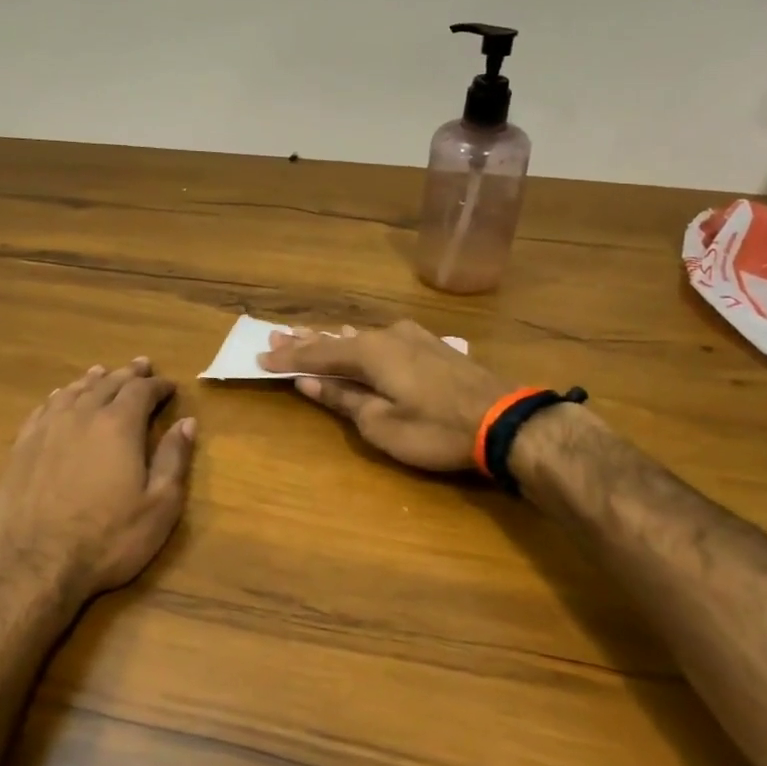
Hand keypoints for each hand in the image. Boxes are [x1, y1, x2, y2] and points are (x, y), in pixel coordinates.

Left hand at [0, 359, 195, 610]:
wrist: (32, 565)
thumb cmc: (106, 539)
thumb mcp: (158, 506)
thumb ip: (174, 459)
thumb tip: (187, 422)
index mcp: (118, 425)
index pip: (142, 391)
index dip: (158, 386)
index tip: (170, 386)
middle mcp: (81, 415)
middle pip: (107, 383)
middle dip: (128, 374)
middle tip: (141, 366)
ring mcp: (47, 429)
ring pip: (74, 391)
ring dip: (93, 380)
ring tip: (103, 372)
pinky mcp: (22, 447)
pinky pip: (45, 408)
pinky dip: (60, 397)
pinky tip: (61, 398)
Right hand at [257, 321, 510, 471]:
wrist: (506, 421)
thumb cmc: (436, 429)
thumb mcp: (381, 424)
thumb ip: (343, 399)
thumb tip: (309, 382)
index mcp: (370, 352)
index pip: (318, 353)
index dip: (288, 358)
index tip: (260, 357)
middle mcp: (388, 335)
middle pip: (337, 338)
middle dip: (306, 341)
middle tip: (275, 337)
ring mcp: (413, 338)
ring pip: (361, 337)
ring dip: (333, 340)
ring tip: (307, 336)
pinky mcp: (432, 347)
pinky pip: (383, 340)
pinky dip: (360, 343)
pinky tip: (357, 338)